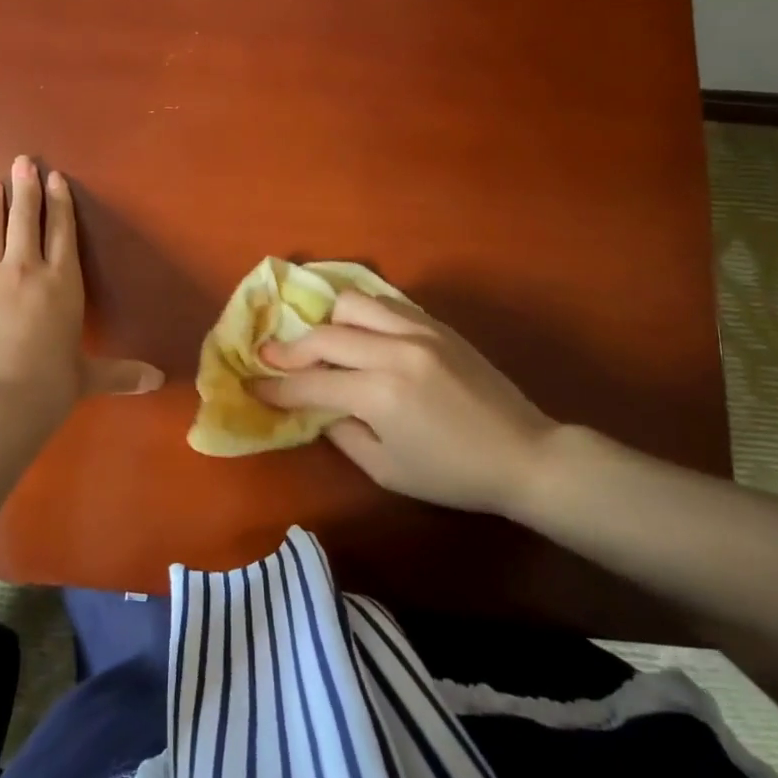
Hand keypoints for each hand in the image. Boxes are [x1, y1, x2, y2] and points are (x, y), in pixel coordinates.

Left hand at [0, 157, 162, 430]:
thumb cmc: (49, 390)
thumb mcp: (88, 378)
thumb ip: (122, 373)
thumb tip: (159, 380)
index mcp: (60, 285)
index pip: (62, 234)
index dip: (59, 204)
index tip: (54, 178)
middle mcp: (23, 272)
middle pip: (25, 222)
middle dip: (24, 190)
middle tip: (21, 162)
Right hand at [252, 291, 560, 515]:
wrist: (524, 454)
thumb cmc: (453, 474)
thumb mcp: (387, 470)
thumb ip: (342, 433)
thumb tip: (316, 408)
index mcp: (379, 394)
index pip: (311, 384)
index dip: (276, 386)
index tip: (253, 384)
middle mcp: (393, 351)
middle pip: (323, 336)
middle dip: (289, 350)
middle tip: (271, 359)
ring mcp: (417, 331)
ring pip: (352, 304)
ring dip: (327, 323)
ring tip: (321, 343)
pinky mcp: (436, 324)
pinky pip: (386, 302)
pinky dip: (361, 314)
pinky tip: (358, 332)